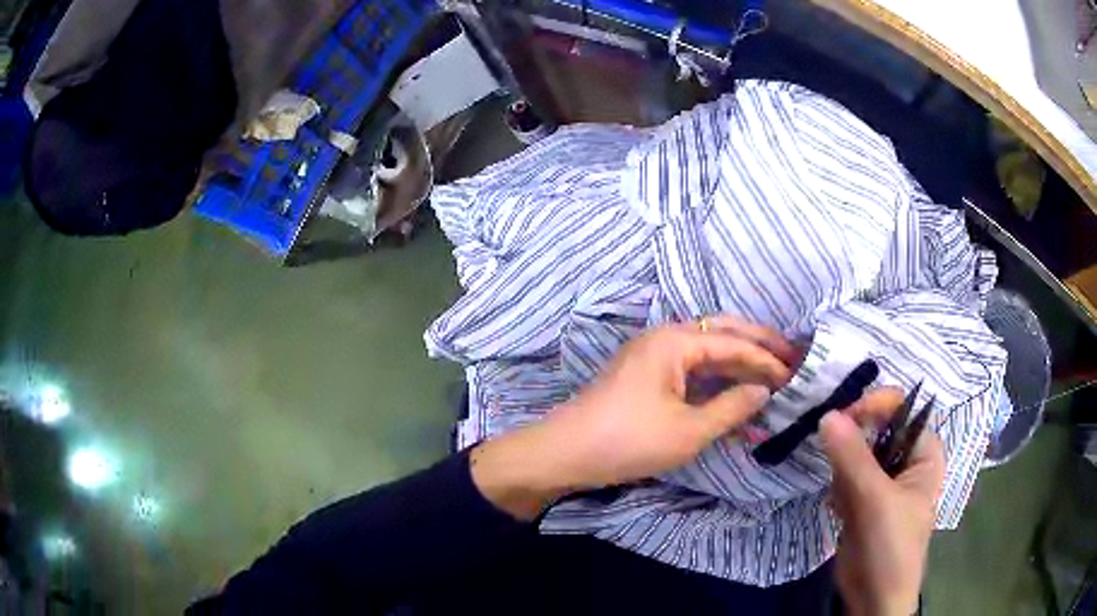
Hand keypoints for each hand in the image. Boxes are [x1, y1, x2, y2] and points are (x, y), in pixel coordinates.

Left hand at [472, 317, 796, 519]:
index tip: (795, 376)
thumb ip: (732, 407)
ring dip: (737, 366)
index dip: (766, 360)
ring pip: (706, 353)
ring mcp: (652, 357)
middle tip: (790, 358)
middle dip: (757, 345)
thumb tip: (763, 390)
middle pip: (721, 333)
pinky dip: (714, 384)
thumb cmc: (629, 440)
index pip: (733, 343)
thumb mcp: (689, 430)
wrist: (566, 454)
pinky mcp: (645, 378)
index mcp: (674, 342)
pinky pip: (690, 372)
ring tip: (769, 378)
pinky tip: (734, 401)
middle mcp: (664, 339)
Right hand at [820, 391, 945, 615]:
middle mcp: (905, 460)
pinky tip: (838, 507)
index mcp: (924, 451)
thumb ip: (853, 457)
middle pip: (876, 429)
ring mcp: (883, 481)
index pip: (901, 410)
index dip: (875, 406)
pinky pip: (845, 476)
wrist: (874, 598)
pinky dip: (837, 486)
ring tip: (842, 495)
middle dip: (853, 438)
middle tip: (833, 451)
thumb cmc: (891, 545)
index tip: (843, 416)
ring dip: (842, 465)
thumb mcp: (875, 499)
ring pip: (857, 453)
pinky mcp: (863, 500)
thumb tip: (828, 414)